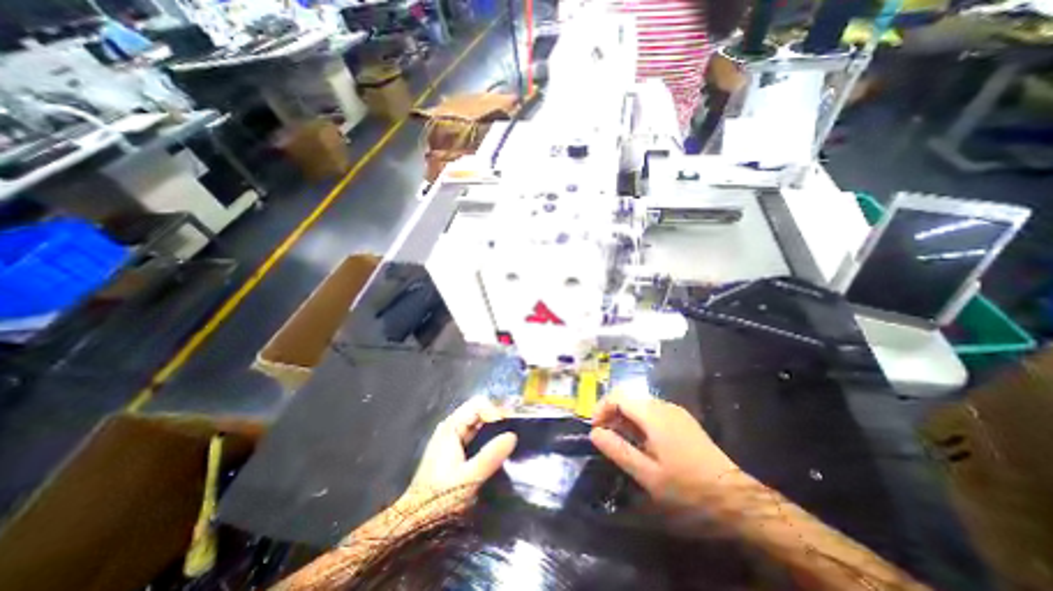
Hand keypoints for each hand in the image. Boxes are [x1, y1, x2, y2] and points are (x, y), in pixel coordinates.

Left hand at [404, 400, 516, 509]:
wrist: (414, 524)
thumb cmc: (440, 499)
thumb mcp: (469, 478)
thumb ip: (491, 455)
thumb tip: (513, 436)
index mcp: (451, 428)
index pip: (478, 405)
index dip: (495, 411)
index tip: (509, 426)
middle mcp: (450, 427)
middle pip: (478, 411)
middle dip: (496, 418)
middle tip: (514, 430)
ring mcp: (451, 439)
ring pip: (477, 423)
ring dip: (493, 428)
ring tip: (509, 439)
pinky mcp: (453, 451)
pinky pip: (474, 435)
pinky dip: (487, 437)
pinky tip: (497, 449)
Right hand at [592, 391, 737, 508]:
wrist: (735, 497)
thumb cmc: (688, 487)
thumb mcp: (648, 474)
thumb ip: (618, 450)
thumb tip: (594, 433)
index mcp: (654, 415)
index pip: (618, 396)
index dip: (601, 408)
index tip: (595, 429)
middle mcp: (663, 405)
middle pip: (628, 397)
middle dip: (611, 412)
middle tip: (605, 437)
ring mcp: (675, 411)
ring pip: (640, 403)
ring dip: (624, 417)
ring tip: (621, 442)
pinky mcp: (682, 419)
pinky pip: (652, 411)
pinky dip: (638, 420)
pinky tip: (642, 442)